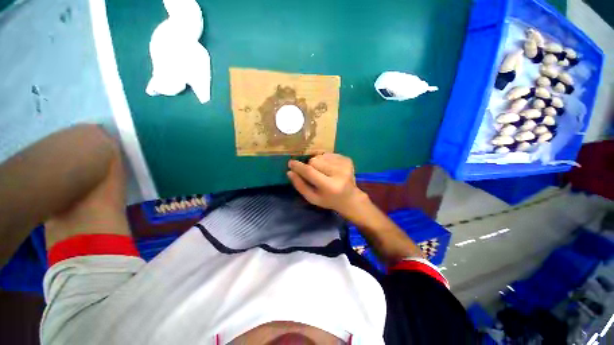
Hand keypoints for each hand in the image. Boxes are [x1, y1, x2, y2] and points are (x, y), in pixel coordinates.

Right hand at [287, 153, 367, 215]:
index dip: (298, 167)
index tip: (290, 163)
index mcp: (330, 186)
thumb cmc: (329, 200)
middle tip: (314, 175)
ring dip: (318, 163)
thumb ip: (300, 186)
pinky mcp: (347, 159)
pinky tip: (330, 169)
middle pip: (314, 161)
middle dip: (310, 166)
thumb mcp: (312, 198)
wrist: (350, 198)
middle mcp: (339, 173)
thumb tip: (290, 172)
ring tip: (324, 172)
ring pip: (321, 156)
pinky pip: (328, 154)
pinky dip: (325, 160)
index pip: (310, 172)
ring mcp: (345, 165)